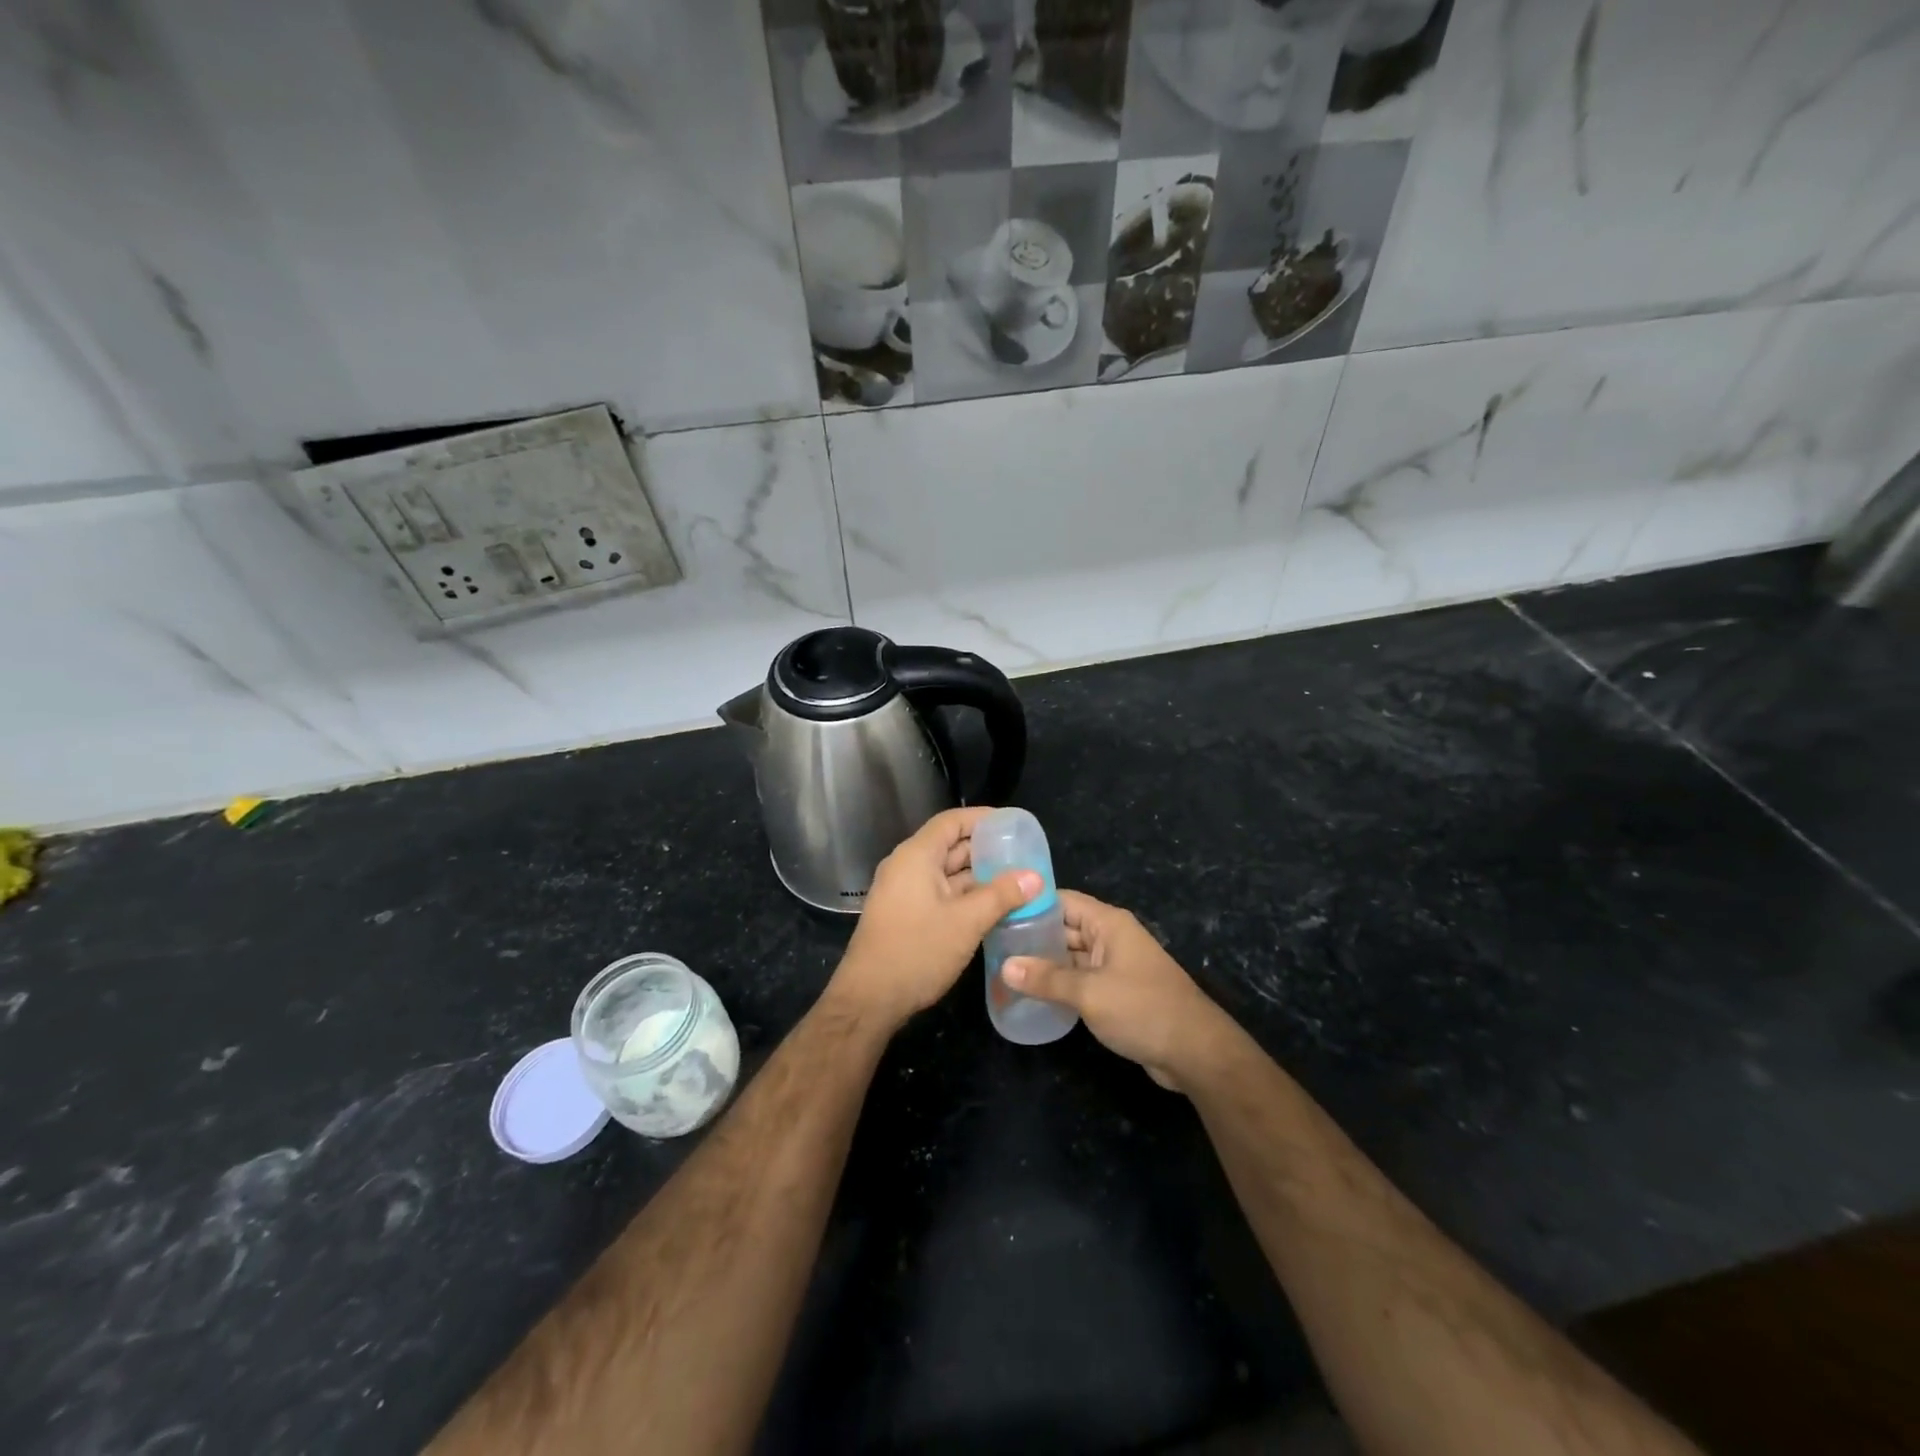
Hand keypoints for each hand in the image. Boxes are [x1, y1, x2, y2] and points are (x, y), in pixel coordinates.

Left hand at [827, 807, 1040, 1032]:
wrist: (869, 999)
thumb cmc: (917, 951)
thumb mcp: (967, 922)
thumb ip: (1002, 895)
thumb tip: (1035, 876)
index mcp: (917, 856)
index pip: (952, 821)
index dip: (983, 818)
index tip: (1013, 825)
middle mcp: (907, 866)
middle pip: (950, 846)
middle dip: (986, 850)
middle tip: (1024, 856)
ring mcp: (904, 892)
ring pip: (947, 873)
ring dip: (978, 876)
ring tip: (1016, 881)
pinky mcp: (905, 914)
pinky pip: (940, 893)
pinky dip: (965, 895)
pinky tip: (993, 907)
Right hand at [1002, 890, 1237, 1090]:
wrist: (1195, 1051)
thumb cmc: (1142, 1009)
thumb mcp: (1089, 992)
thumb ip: (1046, 978)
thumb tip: (1005, 966)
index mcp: (1108, 923)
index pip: (1062, 901)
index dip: (1030, 904)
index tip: (997, 912)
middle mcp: (1111, 937)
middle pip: (1065, 928)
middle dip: (1032, 936)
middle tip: (993, 946)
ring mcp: (1115, 965)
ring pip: (1071, 955)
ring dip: (1044, 963)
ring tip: (1004, 971)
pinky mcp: (1117, 991)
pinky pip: (1081, 978)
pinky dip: (1060, 983)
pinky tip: (1034, 995)